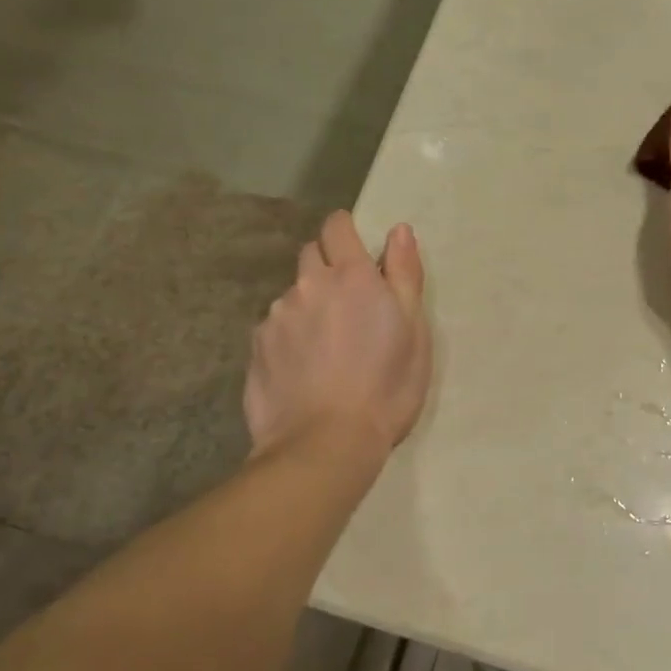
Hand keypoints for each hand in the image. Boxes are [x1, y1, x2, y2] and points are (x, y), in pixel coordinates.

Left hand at [244, 211, 431, 460]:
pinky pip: (274, 328)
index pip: (337, 226)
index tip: (357, 250)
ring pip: (292, 295)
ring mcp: (276, 316)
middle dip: (327, 267)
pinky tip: (302, 369)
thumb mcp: (414, 332)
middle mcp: (308, 285)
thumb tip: (399, 231)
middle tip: (348, 304)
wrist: (325, 444)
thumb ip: (405, 275)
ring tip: (325, 346)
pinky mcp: (256, 347)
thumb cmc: (386, 387)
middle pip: (311, 255)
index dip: (345, 230)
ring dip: (308, 305)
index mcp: (351, 276)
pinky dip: (289, 337)